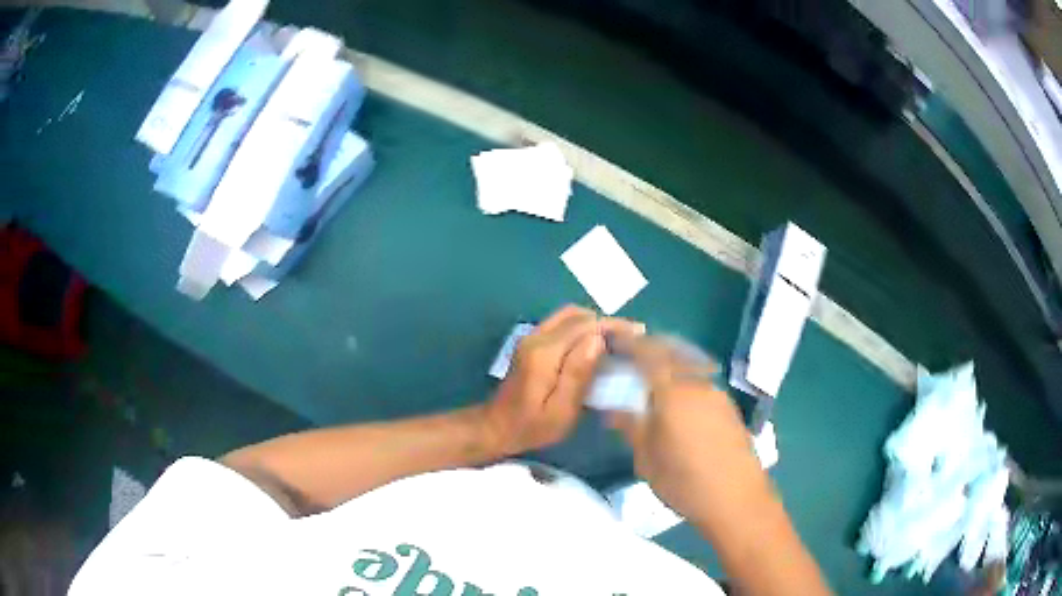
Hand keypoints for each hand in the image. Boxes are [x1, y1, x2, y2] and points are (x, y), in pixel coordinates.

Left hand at [480, 305, 644, 455]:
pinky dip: (582, 326)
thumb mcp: (560, 410)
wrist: (496, 427)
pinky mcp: (531, 342)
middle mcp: (537, 337)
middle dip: (607, 322)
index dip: (614, 326)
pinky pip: (561, 323)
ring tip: (617, 339)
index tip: (639, 334)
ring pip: (569, 315)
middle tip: (633, 337)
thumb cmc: (532, 426)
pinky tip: (596, 343)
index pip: (585, 326)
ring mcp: (531, 337)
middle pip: (578, 316)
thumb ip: (578, 374)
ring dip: (595, 322)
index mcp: (545, 352)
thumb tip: (598, 340)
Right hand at [606, 335, 761, 520]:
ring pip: (689, 369)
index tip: (616, 342)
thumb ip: (631, 427)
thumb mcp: (646, 459)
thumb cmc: (684, 482)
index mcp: (673, 393)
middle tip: (633, 358)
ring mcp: (718, 396)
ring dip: (671, 368)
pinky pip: (702, 385)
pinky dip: (686, 384)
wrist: (736, 499)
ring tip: (654, 384)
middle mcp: (698, 385)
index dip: (631, 344)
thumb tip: (614, 408)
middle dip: (651, 351)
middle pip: (673, 354)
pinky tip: (680, 406)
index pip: (649, 355)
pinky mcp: (730, 410)